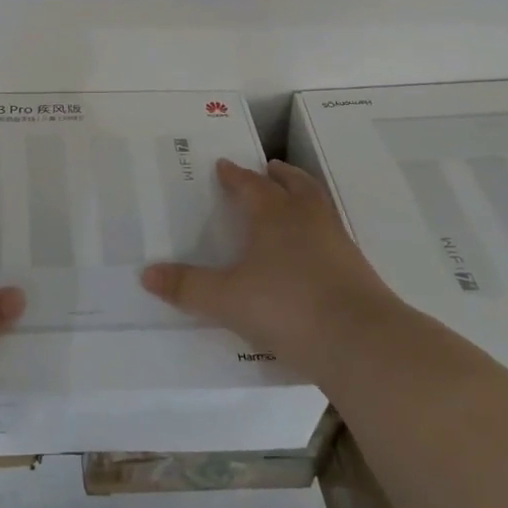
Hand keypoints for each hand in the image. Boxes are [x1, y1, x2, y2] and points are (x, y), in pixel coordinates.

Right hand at [140, 159, 396, 379]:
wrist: (361, 341)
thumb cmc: (287, 307)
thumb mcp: (226, 300)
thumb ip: (187, 287)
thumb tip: (146, 274)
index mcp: (273, 215)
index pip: (250, 185)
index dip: (235, 175)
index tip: (224, 166)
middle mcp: (306, 218)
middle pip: (293, 184)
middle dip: (278, 175)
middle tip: (268, 168)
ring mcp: (337, 241)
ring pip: (318, 205)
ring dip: (303, 195)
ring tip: (292, 198)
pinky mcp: (356, 268)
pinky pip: (332, 234)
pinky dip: (318, 230)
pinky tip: (311, 250)